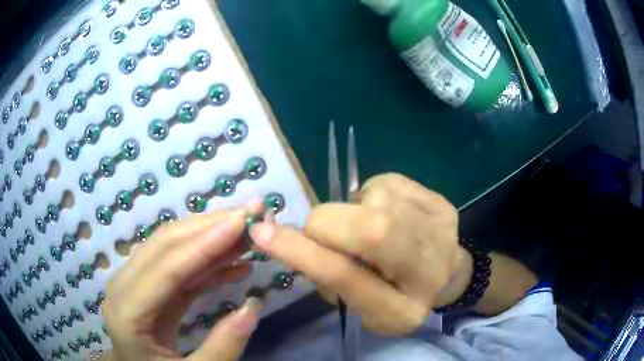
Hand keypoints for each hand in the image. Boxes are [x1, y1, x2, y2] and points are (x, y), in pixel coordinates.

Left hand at [103, 202, 263, 360]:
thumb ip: (222, 347)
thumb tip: (254, 306)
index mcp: (127, 312)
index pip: (166, 267)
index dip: (204, 242)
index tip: (243, 220)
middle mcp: (123, 287)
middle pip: (165, 245)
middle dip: (209, 226)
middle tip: (251, 213)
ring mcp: (134, 284)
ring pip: (171, 248)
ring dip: (209, 237)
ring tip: (248, 232)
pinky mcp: (149, 288)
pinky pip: (178, 268)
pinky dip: (206, 261)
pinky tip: (234, 263)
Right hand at [251, 173, 469, 335]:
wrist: (445, 275)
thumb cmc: (396, 296)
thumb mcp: (361, 305)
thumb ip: (330, 279)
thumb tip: (296, 240)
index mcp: (401, 310)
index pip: (347, 278)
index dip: (301, 253)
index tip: (262, 232)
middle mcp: (428, 271)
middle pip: (370, 231)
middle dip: (327, 223)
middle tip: (320, 229)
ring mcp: (440, 232)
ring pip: (376, 200)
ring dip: (352, 209)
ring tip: (361, 225)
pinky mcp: (442, 205)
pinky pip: (388, 182)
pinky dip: (371, 193)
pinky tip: (383, 211)